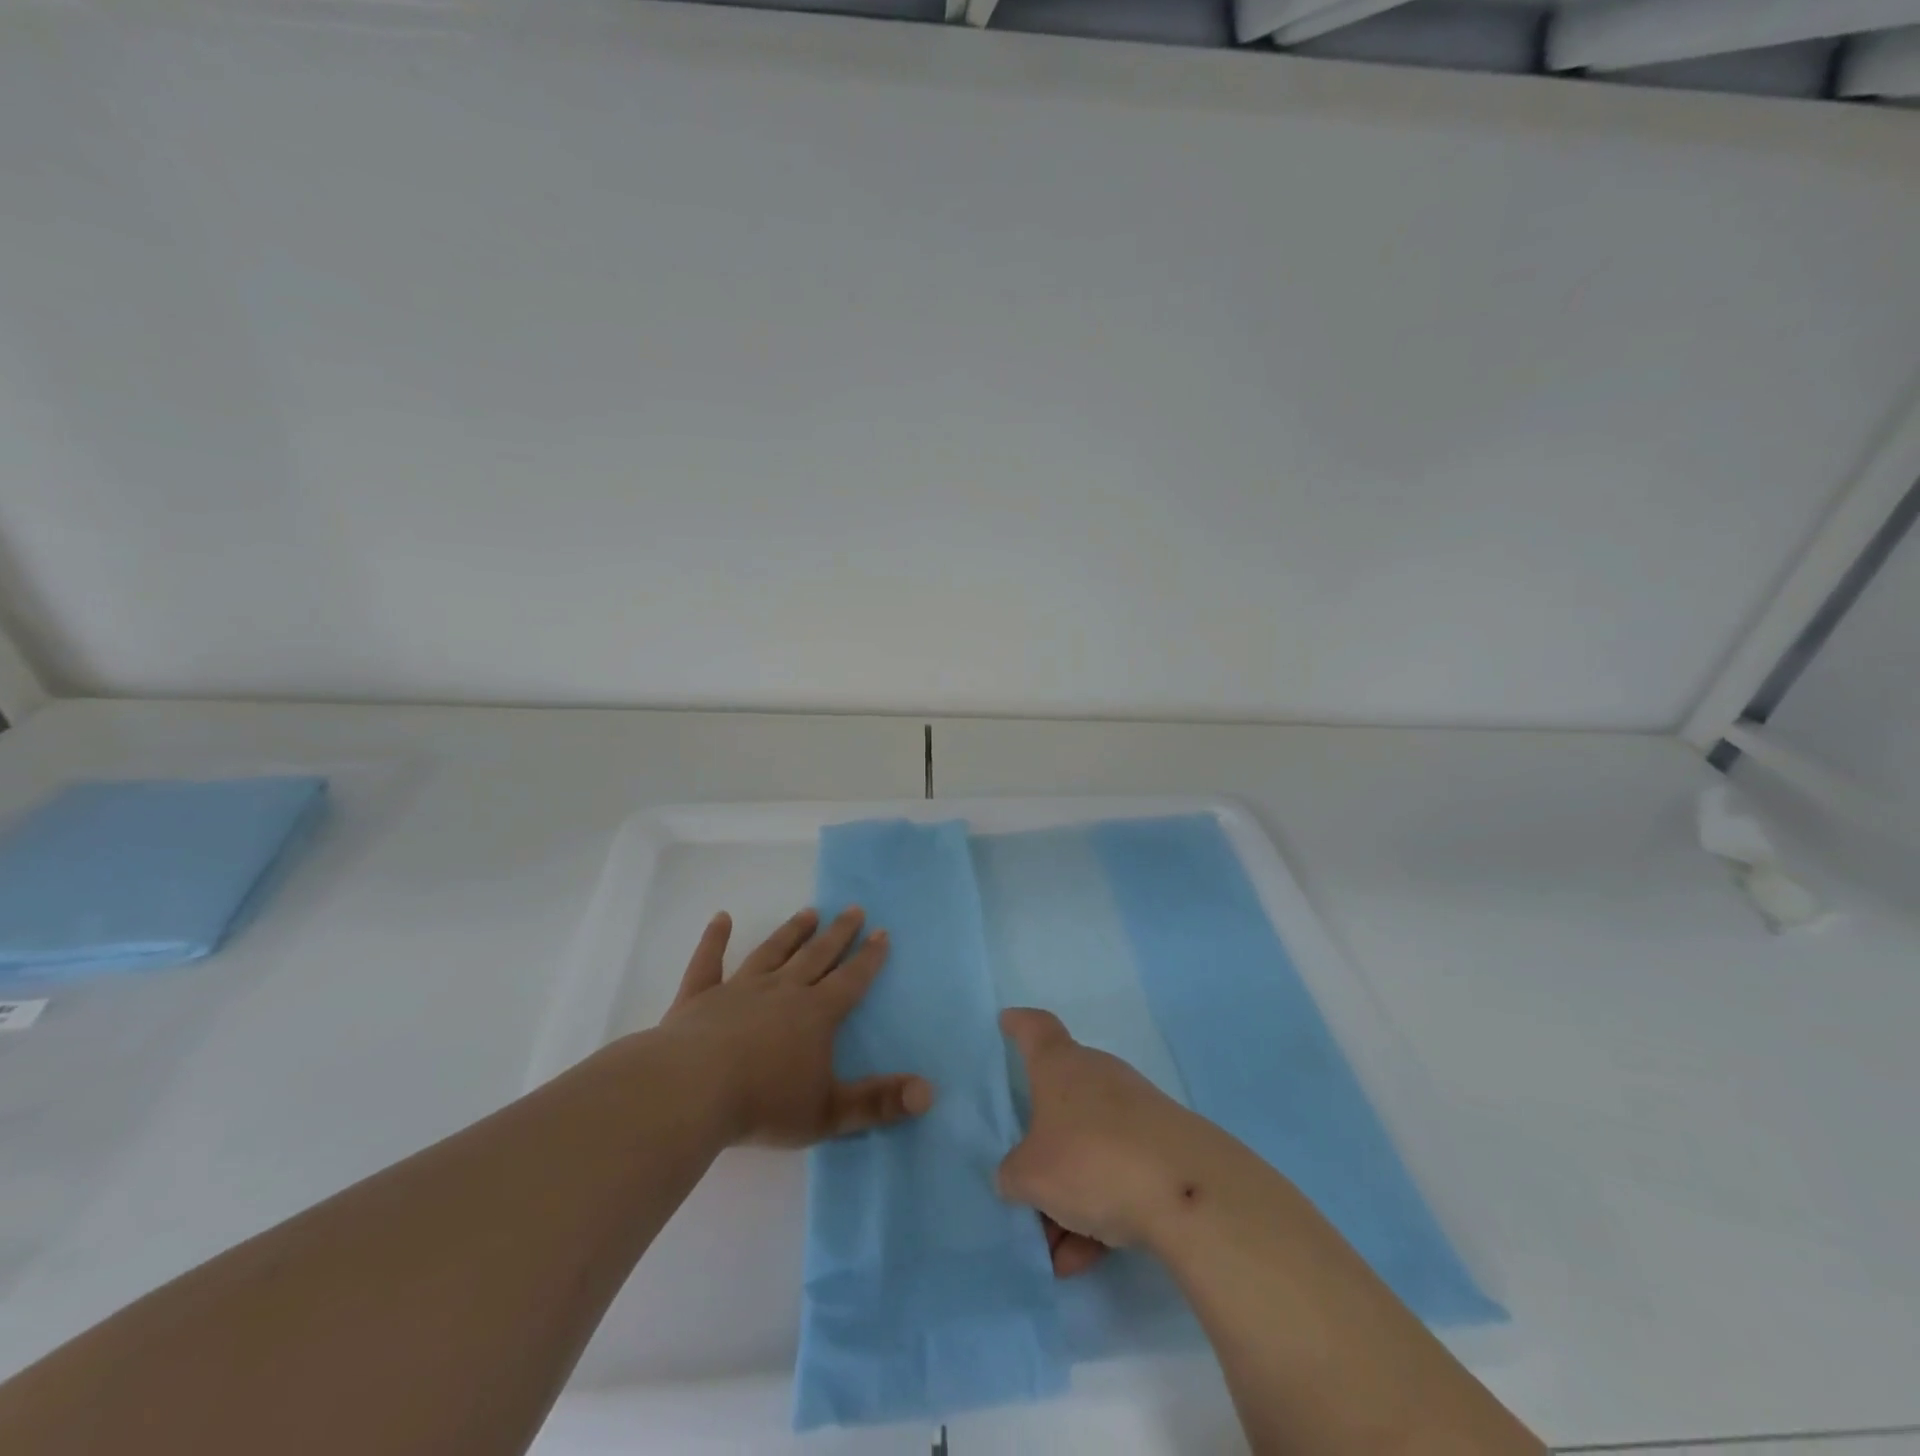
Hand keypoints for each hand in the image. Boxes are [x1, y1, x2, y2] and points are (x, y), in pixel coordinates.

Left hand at [657, 907, 934, 1147]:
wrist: (691, 1091)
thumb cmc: (764, 1103)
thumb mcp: (829, 1112)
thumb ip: (880, 1102)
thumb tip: (929, 1093)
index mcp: (815, 1014)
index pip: (850, 980)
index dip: (869, 958)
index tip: (882, 932)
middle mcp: (782, 991)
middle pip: (816, 956)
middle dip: (838, 934)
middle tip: (853, 908)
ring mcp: (739, 989)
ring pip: (772, 952)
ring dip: (791, 932)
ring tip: (808, 912)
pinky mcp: (700, 997)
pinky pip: (708, 962)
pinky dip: (714, 940)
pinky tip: (720, 918)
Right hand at [996, 1008, 1206, 1276]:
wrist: (1186, 1192)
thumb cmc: (1092, 1160)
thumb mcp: (1031, 1176)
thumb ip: (1013, 1174)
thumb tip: (1017, 1175)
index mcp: (1061, 1066)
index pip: (1037, 1029)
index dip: (1019, 1025)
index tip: (1007, 1022)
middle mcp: (1098, 1077)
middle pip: (1061, 1102)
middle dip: (1042, 1148)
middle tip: (1024, 1191)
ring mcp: (1135, 1111)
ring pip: (1089, 1148)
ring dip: (1069, 1196)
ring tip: (1057, 1253)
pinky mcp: (1164, 1148)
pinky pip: (1118, 1175)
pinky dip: (1100, 1211)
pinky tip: (1087, 1260)